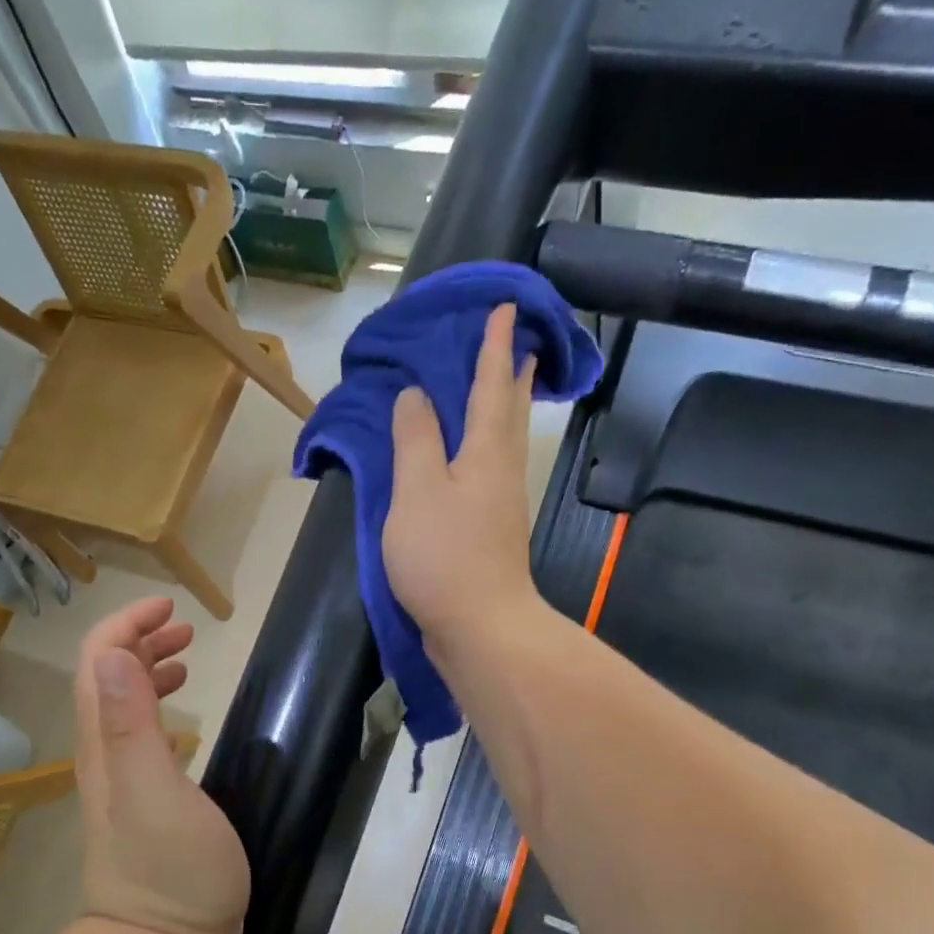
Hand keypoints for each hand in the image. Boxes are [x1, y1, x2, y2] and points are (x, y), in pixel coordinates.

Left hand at [73, 597, 248, 933]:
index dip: (127, 625)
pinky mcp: (145, 803)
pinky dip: (158, 709)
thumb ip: (133, 725)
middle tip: (185, 628)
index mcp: (106, 744)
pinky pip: (142, 737)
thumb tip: (119, 654)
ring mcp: (123, 782)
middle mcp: (105, 755)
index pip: (100, 663)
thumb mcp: (155, 794)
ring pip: (123, 706)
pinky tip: (182, 719)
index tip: (170, 608)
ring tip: (186, 658)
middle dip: (139, 640)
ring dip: (148, 670)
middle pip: (108, 678)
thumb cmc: (170, 872)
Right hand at [384, 302, 542, 646]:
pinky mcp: (493, 530)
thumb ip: (415, 440)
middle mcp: (501, 470)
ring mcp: (501, 503)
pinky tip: (475, 455)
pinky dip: (489, 445)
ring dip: (507, 408)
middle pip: (510, 411)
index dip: (495, 346)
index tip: (507, 307)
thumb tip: (415, 396)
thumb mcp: (417, 491)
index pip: (491, 385)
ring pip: (507, 441)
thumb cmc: (444, 556)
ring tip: (504, 387)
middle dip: (513, 374)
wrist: (480, 626)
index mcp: (484, 452)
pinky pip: (493, 468)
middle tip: (519, 344)